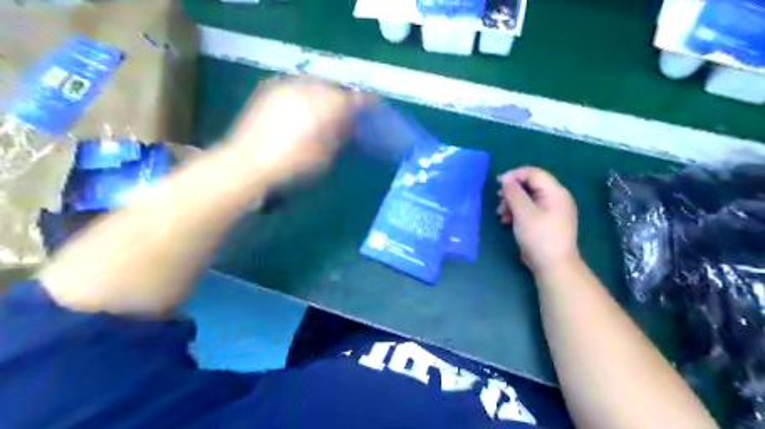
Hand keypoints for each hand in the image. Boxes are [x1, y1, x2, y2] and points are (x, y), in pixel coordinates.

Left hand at [225, 78, 372, 183]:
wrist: (246, 164)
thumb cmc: (291, 166)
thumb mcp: (325, 156)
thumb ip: (340, 135)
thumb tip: (349, 124)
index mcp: (323, 107)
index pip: (353, 98)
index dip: (367, 102)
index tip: (374, 108)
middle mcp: (306, 89)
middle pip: (334, 87)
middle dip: (343, 98)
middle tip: (347, 113)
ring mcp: (286, 86)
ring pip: (315, 83)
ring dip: (324, 94)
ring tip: (325, 110)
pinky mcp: (269, 88)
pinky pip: (297, 85)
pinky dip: (306, 93)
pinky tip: (304, 108)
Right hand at [497, 165, 579, 270]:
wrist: (553, 266)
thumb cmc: (539, 237)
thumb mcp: (523, 213)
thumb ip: (514, 193)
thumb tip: (506, 179)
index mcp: (555, 192)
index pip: (533, 173)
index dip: (514, 175)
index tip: (497, 184)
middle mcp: (556, 197)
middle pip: (530, 185)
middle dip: (511, 192)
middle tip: (498, 202)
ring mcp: (552, 210)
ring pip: (528, 197)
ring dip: (512, 203)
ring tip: (501, 215)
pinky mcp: (546, 221)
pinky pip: (530, 209)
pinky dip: (517, 212)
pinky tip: (507, 221)